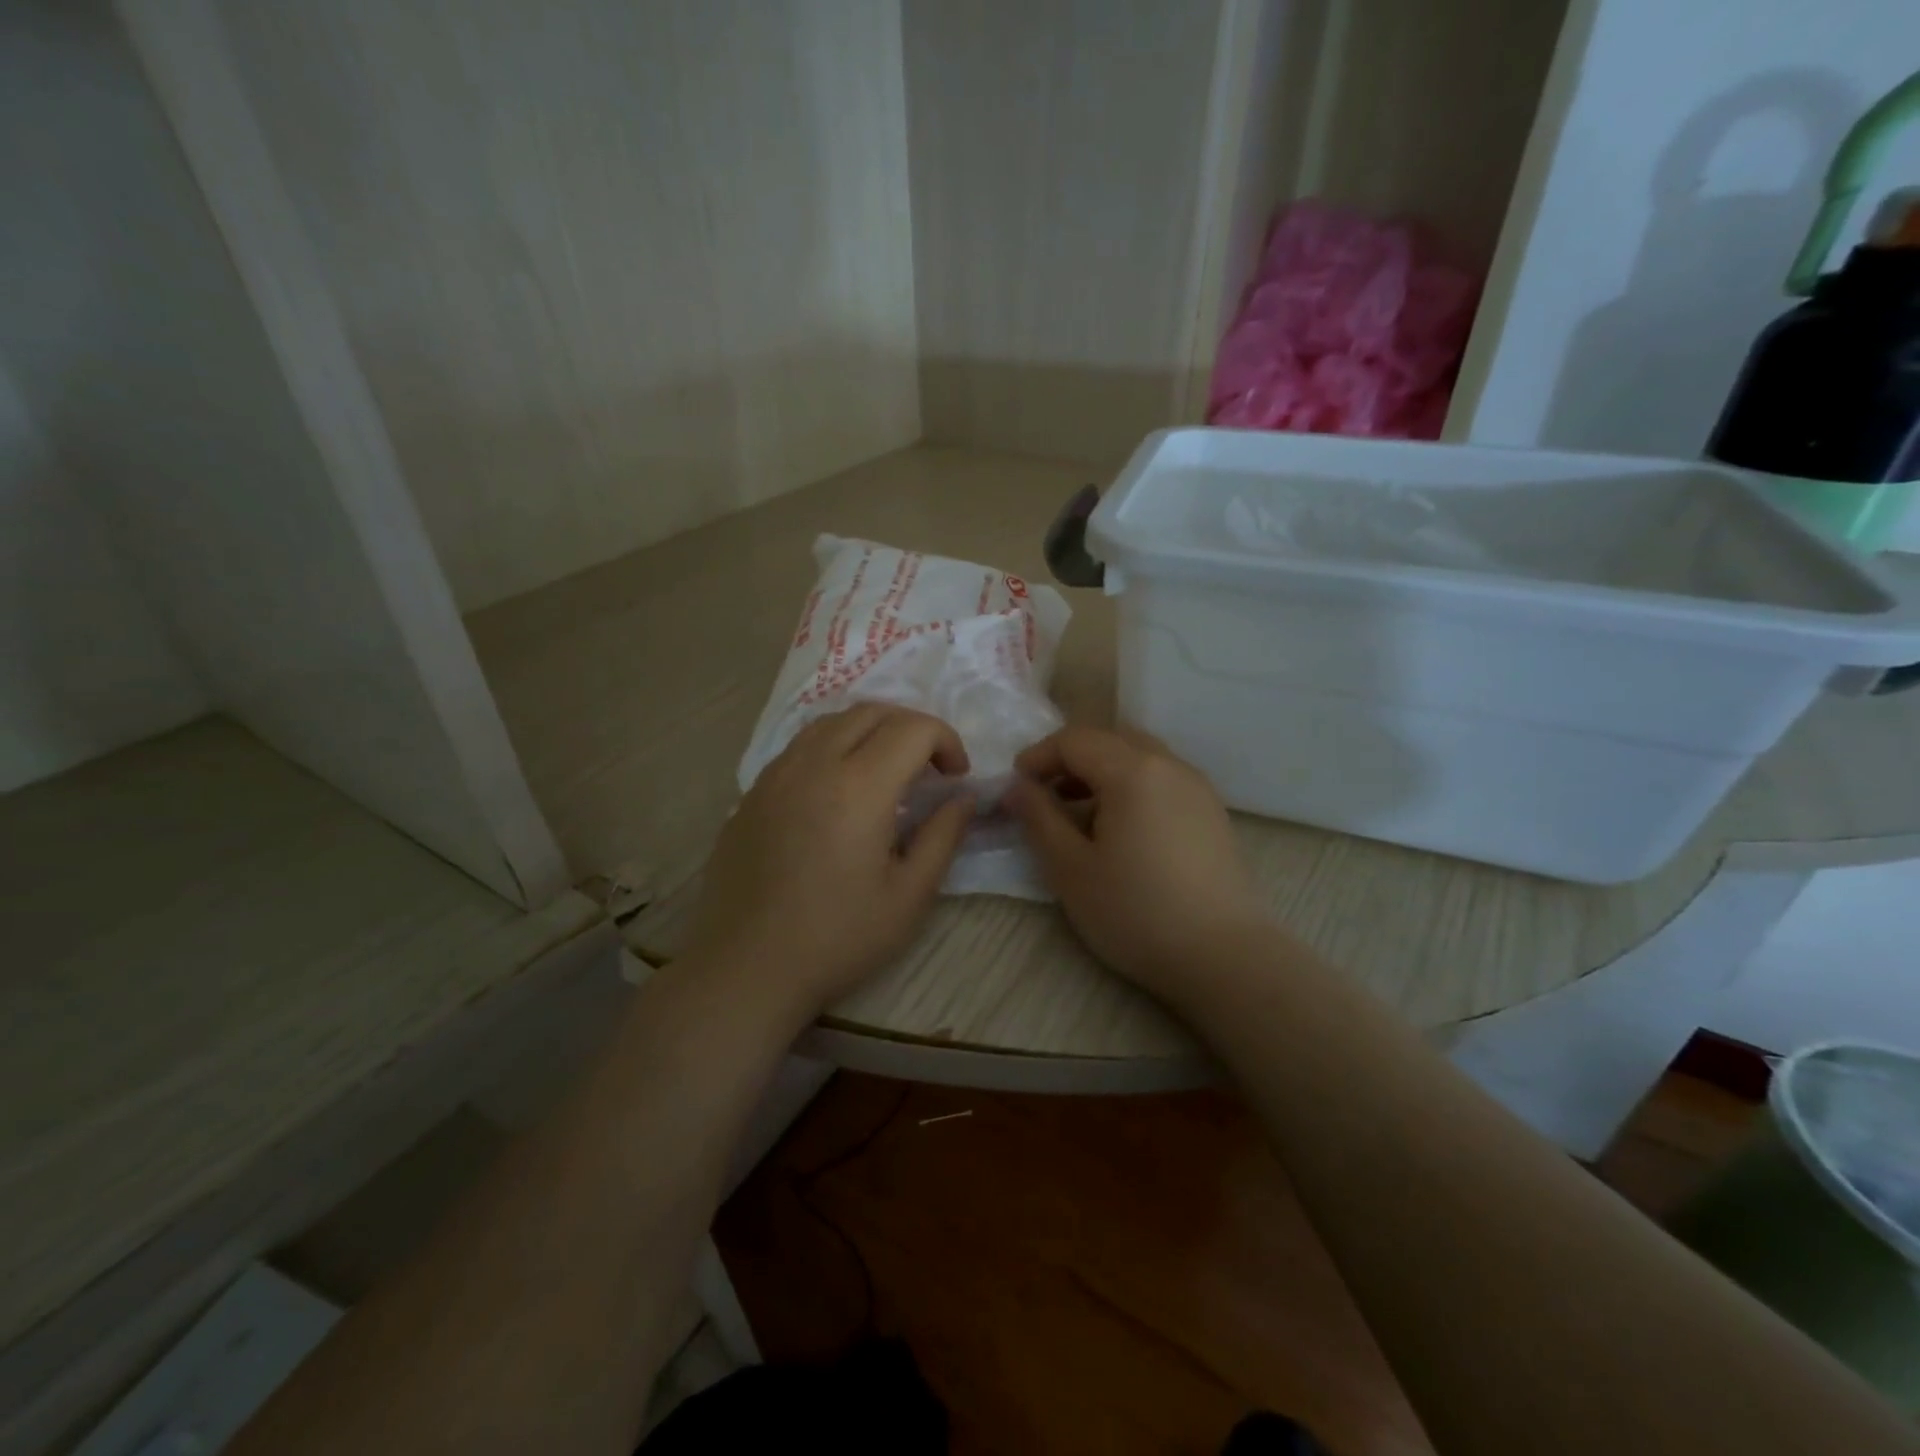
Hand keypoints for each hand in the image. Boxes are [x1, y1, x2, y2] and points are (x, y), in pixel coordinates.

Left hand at [683, 704, 974, 1018]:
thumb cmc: (837, 938)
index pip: (913, 728)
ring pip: (830, 722)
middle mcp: (814, 764)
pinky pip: (799, 748)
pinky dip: (832, 748)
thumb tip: (963, 798)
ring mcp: (775, 775)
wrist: (746, 969)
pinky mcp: (751, 794)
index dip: (946, 741)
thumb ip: (943, 836)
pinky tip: (837, 792)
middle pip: (871, 712)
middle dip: (911, 727)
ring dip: (870, 731)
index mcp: (859, 786)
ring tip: (885, 771)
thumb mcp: (909, 896)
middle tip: (928, 768)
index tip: (956, 778)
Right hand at [1007, 726, 1272, 999]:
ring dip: (1101, 771)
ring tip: (1078, 811)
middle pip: (1109, 739)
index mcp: (1133, 770)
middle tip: (1043, 794)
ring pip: (1139, 756)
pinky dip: (1131, 786)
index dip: (1038, 756)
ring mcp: (1197, 786)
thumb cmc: (1136, 912)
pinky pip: (1162, 778)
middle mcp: (1169, 764)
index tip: (1015, 786)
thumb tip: (1017, 787)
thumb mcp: (1071, 869)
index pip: (1074, 740)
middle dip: (1070, 759)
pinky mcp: (1212, 812)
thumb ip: (1039, 818)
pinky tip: (1120, 827)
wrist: (1224, 957)